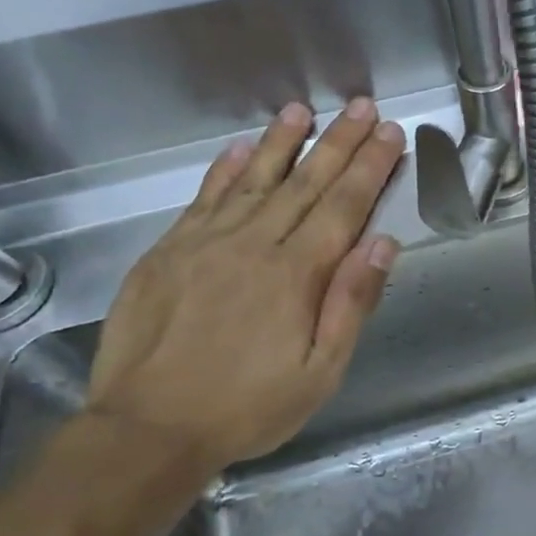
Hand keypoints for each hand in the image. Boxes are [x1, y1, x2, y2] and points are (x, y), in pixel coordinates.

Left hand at [86, 98, 403, 471]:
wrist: (147, 429)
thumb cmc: (246, 408)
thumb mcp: (320, 373)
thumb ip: (351, 304)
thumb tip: (382, 243)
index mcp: (296, 274)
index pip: (343, 206)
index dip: (370, 167)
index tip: (388, 133)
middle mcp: (253, 245)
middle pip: (305, 183)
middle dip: (338, 142)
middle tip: (360, 106)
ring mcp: (205, 243)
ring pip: (253, 179)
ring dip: (281, 142)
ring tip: (302, 111)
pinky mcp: (167, 252)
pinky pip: (203, 199)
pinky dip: (223, 170)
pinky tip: (238, 148)